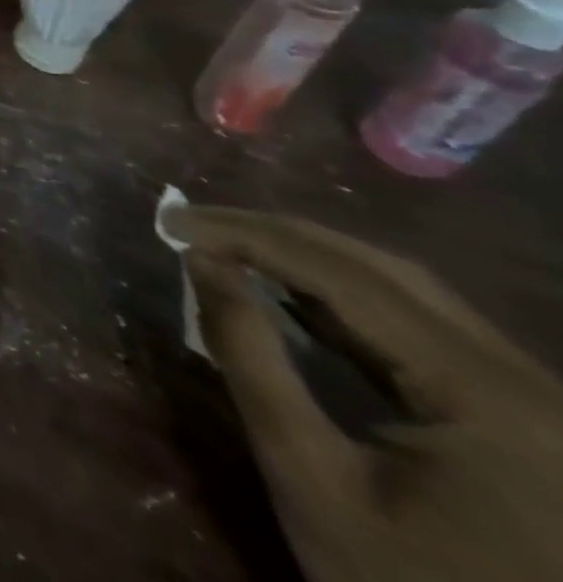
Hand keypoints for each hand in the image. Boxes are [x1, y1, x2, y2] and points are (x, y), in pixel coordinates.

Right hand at [169, 205, 562, 581]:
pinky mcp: (526, 418)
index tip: (171, 220)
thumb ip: (250, 358)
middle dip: (277, 236)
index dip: (249, 236)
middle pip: (383, 272)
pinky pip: (424, 329)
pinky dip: (345, 298)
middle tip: (193, 223)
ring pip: (406, 293)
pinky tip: (291, 292)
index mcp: (490, 398)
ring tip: (228, 245)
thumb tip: (200, 260)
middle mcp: (531, 384)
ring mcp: (537, 402)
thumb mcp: (310, 478)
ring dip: (308, 260)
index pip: (345, 277)